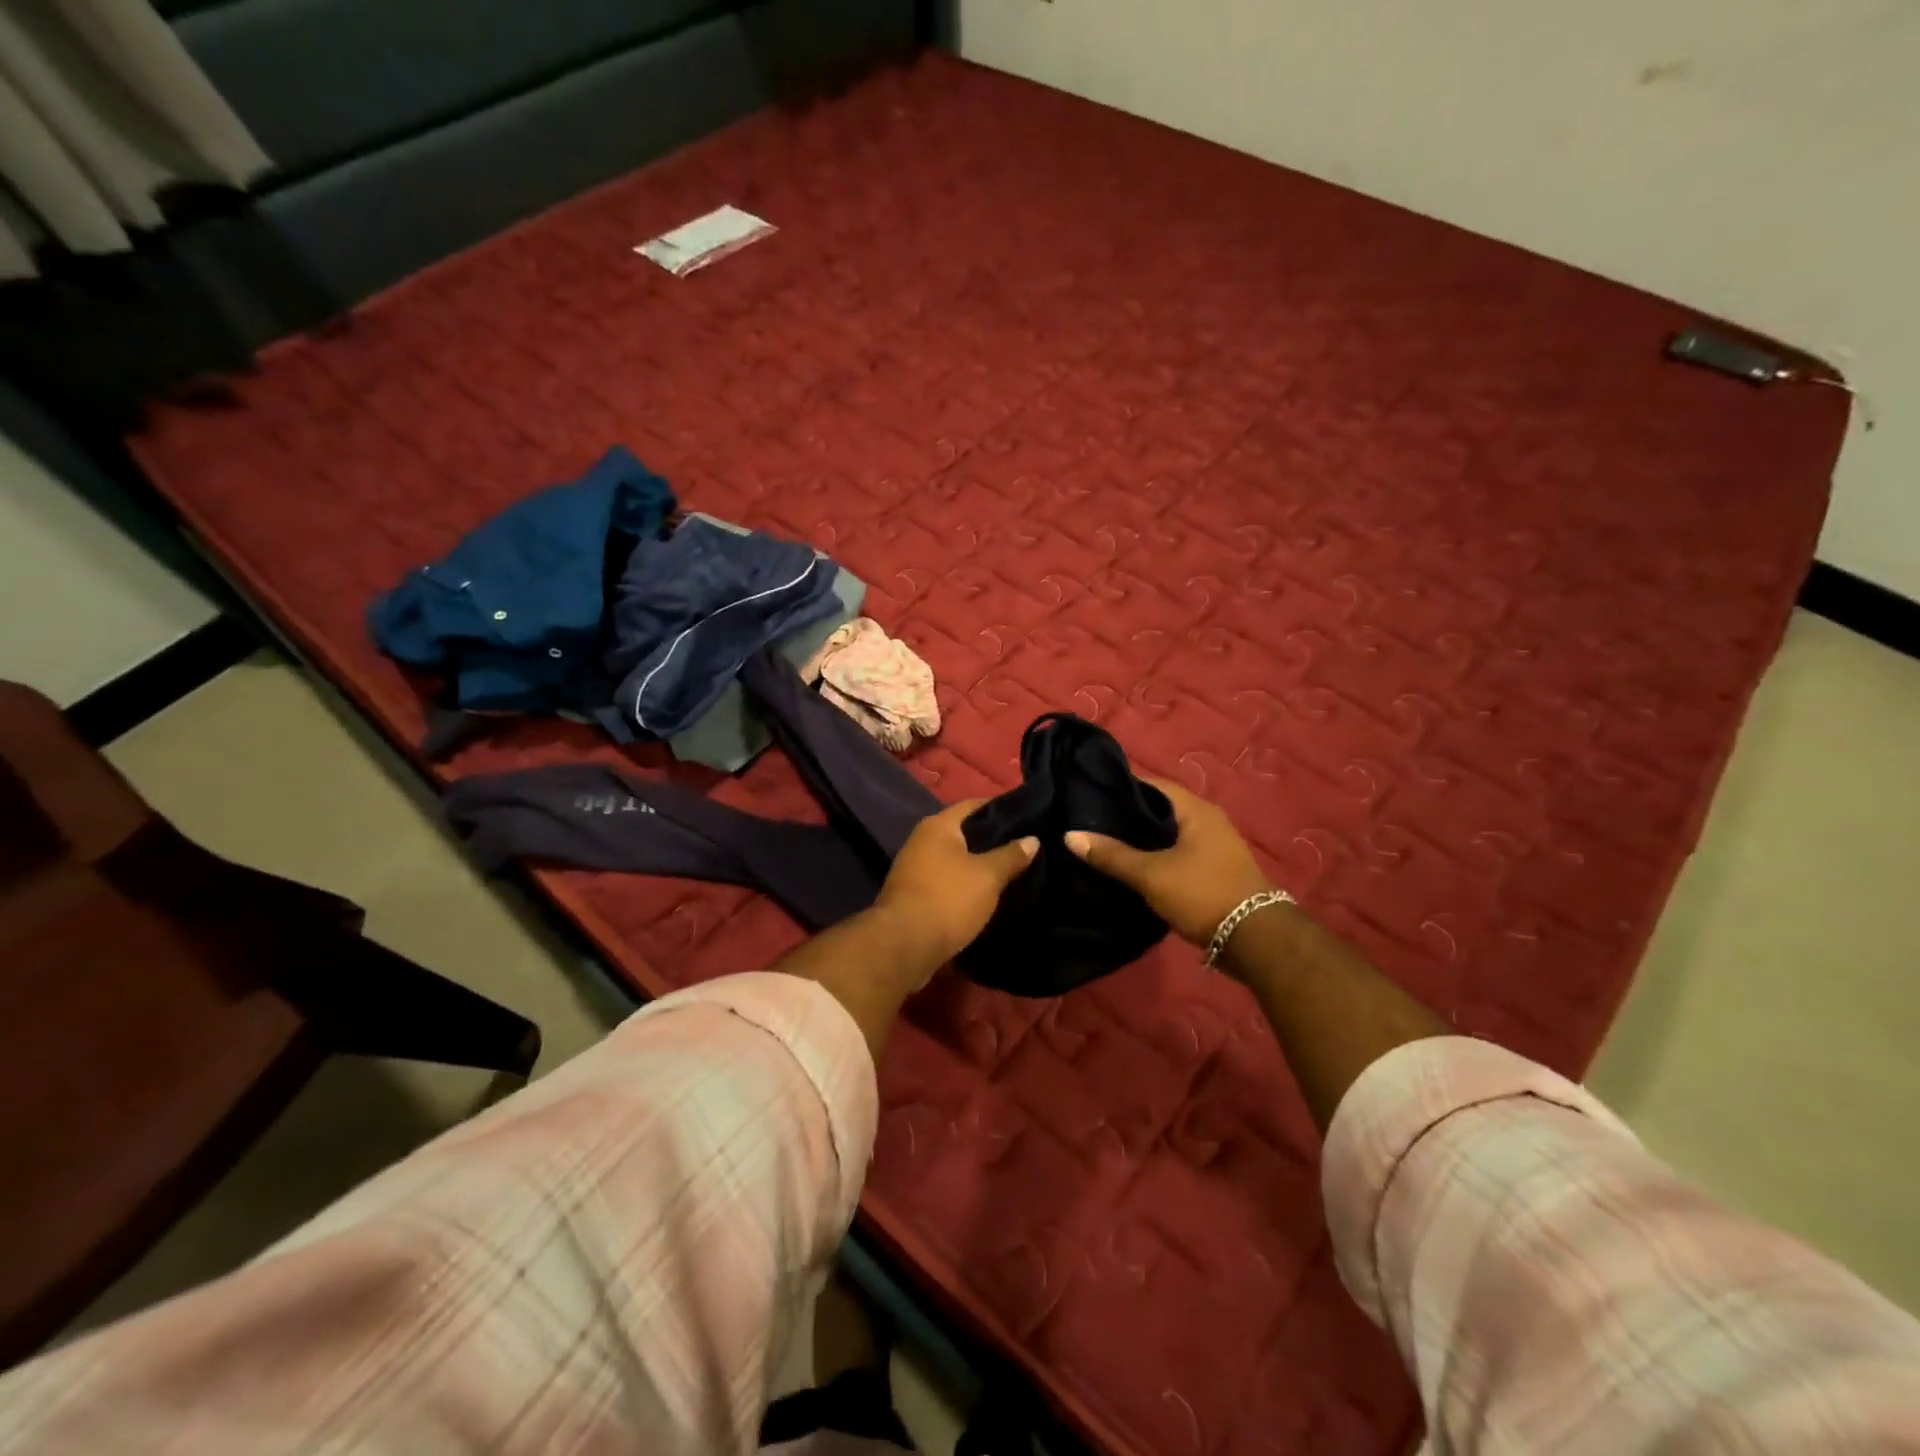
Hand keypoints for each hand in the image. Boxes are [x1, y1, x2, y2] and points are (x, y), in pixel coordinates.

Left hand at [873, 801, 1037, 981]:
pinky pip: (949, 881)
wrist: (903, 946)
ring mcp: (915, 869)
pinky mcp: (915, 895)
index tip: (1030, 818)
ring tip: (1014, 872)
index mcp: (938, 826)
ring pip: (957, 860)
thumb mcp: (988, 876)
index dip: (1003, 809)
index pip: (975, 805)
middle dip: (994, 840)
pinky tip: (990, 895)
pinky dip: (968, 885)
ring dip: (981, 866)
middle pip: (965, 833)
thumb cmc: (948, 899)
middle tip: (1027, 847)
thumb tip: (1032, 839)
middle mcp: (922, 840)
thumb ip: (1011, 855)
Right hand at [1066, 778, 1271, 946]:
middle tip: (1090, 821)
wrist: (1255, 940)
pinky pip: (1177, 854)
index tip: (1089, 794)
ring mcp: (1214, 847)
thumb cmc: (1202, 894)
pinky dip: (1155, 858)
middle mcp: (1208, 821)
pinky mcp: (1213, 871)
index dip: (1121, 787)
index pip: (1152, 784)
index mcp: (1196, 810)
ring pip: (1168, 835)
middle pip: (1159, 810)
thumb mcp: (1151, 874)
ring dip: (1141, 840)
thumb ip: (1111, 855)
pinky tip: (1131, 869)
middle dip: (1127, 816)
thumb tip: (1070, 835)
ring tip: (1104, 845)